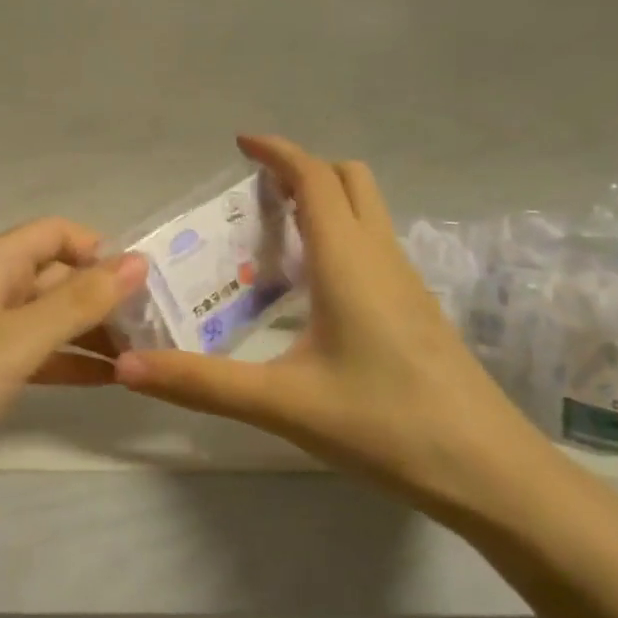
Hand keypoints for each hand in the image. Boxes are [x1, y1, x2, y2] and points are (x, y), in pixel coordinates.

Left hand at [0, 217, 146, 527]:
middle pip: (56, 277)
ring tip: (143, 357)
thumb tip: (138, 259)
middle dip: (104, 297)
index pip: (58, 234)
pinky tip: (104, 381)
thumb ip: (78, 302)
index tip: (147, 286)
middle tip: (158, 330)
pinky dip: (64, 364)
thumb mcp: (15, 342)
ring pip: (46, 320)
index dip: (102, 251)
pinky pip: (29, 358)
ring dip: (90, 333)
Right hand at [113, 135, 543, 523]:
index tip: (240, 143)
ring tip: (274, 235)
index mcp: (348, 261)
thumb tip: (127, 365)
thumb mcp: (283, 404)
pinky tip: (313, 287)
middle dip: (303, 169)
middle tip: (255, 193)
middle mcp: (381, 257)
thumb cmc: (386, 426)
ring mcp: (407, 282)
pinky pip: (374, 245)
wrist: (491, 473)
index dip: (277, 152)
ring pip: (368, 211)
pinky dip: (340, 236)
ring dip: (324, 201)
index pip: (314, 178)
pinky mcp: (417, 310)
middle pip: (349, 180)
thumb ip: (202, 384)